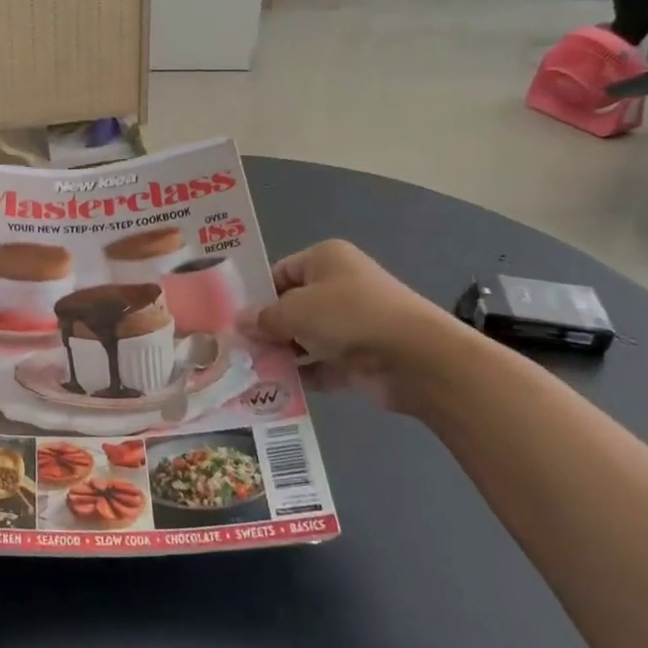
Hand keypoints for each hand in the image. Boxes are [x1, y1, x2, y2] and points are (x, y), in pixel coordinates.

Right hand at [238, 240, 464, 407]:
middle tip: (233, 347)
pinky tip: (272, 388)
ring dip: (280, 353)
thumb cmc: (349, 316)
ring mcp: (350, 325)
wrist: (415, 359)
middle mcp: (338, 287)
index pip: (280, 271)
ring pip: (304, 338)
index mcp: (325, 259)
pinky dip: (300, 375)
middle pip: (291, 306)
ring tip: (246, 369)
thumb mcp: (295, 310)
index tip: (231, 317)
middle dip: (265, 328)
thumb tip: (239, 322)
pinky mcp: (358, 359)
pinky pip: (320, 365)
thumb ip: (264, 318)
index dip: (256, 293)